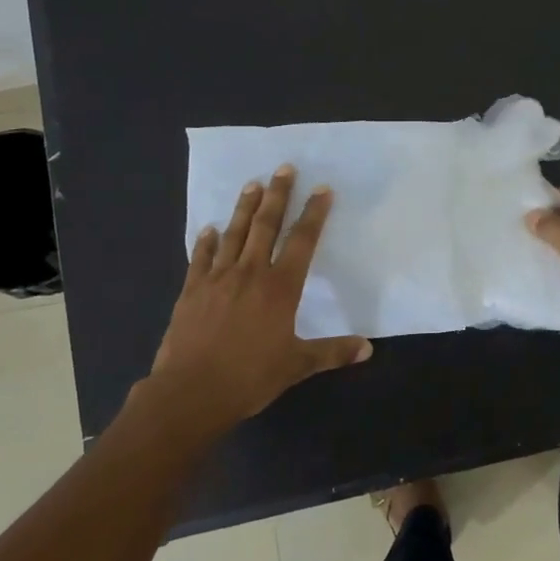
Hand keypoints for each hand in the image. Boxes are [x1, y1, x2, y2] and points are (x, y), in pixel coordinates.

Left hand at [140, 165, 370, 435]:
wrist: (191, 392)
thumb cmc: (250, 377)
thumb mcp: (297, 366)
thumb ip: (332, 353)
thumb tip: (367, 349)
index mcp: (280, 288)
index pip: (302, 241)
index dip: (314, 213)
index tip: (322, 189)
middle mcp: (250, 273)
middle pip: (266, 225)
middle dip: (277, 195)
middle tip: (284, 168)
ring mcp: (217, 278)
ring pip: (234, 234)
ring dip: (245, 207)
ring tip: (252, 183)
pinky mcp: (192, 290)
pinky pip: (200, 258)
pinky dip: (206, 241)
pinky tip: (209, 229)